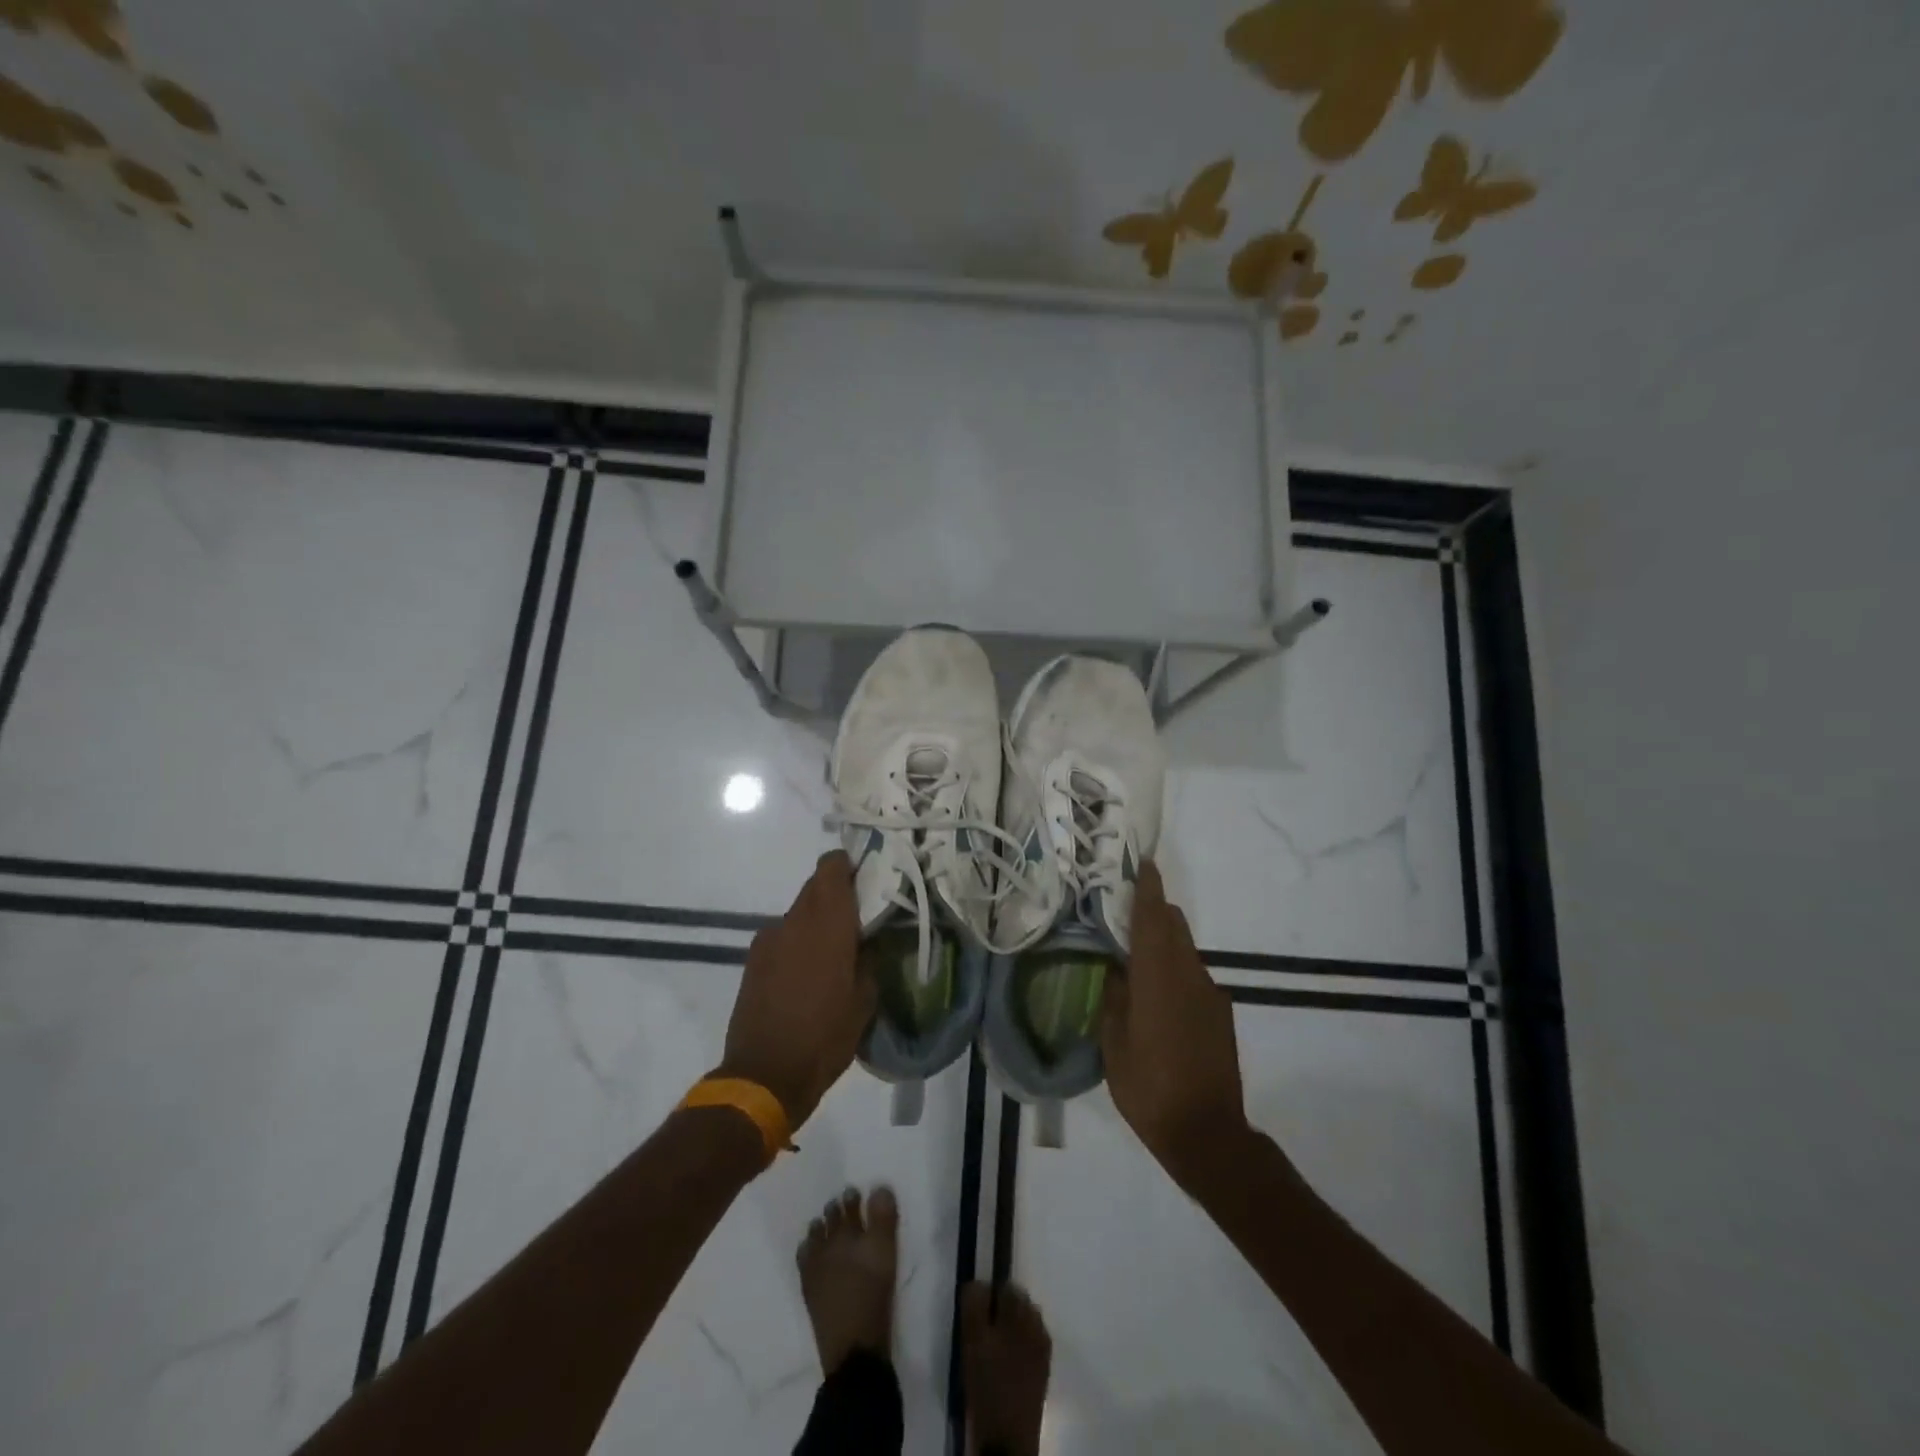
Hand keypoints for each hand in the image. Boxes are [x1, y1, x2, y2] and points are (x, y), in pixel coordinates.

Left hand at [718, 851, 874, 1129]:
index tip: (866, 880)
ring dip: (816, 920)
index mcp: (827, 922)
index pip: (831, 866)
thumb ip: (870, 959)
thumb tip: (870, 941)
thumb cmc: (825, 1035)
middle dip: (836, 894)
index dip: (848, 865)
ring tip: (833, 952)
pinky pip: (782, 936)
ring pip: (798, 912)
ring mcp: (768, 939)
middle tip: (858, 919)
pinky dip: (798, 942)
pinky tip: (807, 974)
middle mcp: (794, 920)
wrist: (764, 1075)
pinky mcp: (753, 960)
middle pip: (815, 886)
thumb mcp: (865, 1000)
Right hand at [1102, 861, 1249, 1187]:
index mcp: (1158, 979)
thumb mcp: (1114, 1045)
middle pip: (1174, 927)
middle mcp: (1189, 976)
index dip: (1148, 889)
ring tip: (1137, 958)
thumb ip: (1114, 999)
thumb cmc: (1149, 1089)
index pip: (1153, 920)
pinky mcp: (1221, 1014)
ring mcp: (1210, 994)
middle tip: (1126, 910)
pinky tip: (1159, 999)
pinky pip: (1194, 976)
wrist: (1208, 1133)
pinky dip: (1175, 970)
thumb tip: (1115, 970)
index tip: (1143, 863)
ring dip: (1164, 942)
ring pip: (1185, 950)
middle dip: (1154, 911)